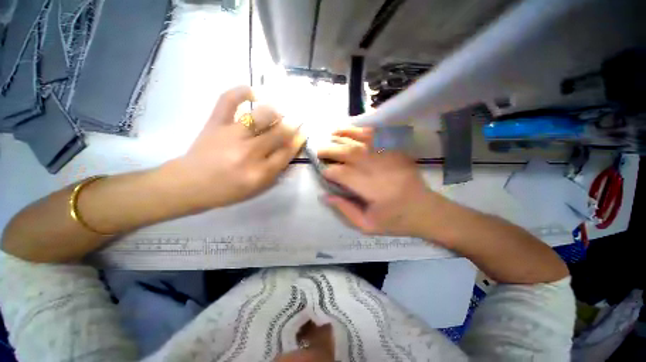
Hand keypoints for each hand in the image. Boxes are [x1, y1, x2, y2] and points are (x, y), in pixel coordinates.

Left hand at [171, 86, 304, 210]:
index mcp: (259, 172)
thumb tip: (290, 151)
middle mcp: (249, 153)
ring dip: (275, 111)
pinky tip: (252, 92)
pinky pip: (228, 100)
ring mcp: (231, 135)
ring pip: (260, 116)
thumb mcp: (257, 188)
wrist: (190, 184)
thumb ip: (276, 171)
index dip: (298, 141)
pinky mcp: (215, 123)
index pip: (286, 152)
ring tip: (279, 111)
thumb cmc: (227, 190)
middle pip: (278, 133)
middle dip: (292, 125)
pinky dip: (240, 91)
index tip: (304, 133)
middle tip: (297, 119)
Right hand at [318, 128, 436, 236]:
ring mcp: (392, 157)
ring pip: (363, 140)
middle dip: (331, 150)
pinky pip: (379, 136)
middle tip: (319, 150)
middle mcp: (381, 169)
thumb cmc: (396, 221)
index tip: (322, 171)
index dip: (330, 171)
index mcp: (374, 191)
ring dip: (345, 135)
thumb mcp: (367, 226)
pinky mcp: (399, 151)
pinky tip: (353, 129)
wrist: (427, 211)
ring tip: (331, 134)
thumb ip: (345, 210)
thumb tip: (325, 195)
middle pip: (351, 153)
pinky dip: (363, 131)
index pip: (344, 174)